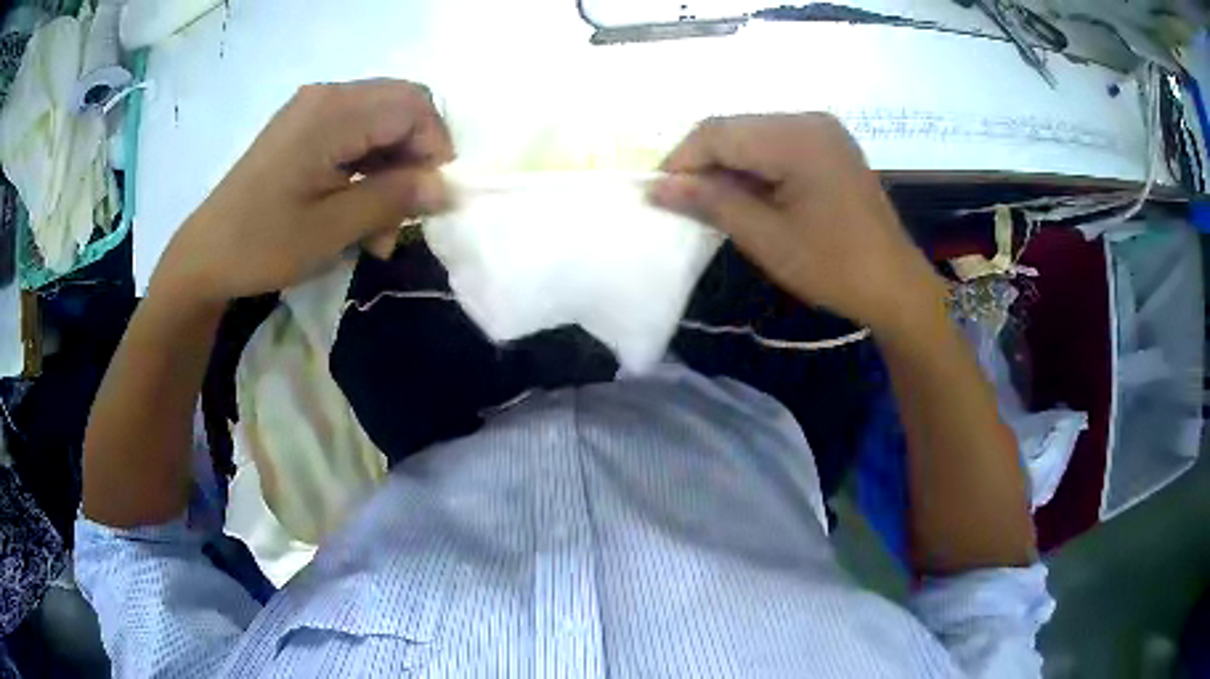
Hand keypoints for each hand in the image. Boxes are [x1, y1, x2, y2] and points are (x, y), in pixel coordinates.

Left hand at [151, 79, 454, 305]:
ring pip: (381, 122)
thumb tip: (446, 188)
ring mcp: (313, 109)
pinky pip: (355, 133)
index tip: (431, 200)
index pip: (414, 107)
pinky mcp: (303, 127)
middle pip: (401, 107)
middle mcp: (327, 96)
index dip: (435, 149)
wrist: (204, 256)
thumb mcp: (332, 229)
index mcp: (332, 113)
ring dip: (392, 169)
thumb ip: (394, 200)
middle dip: (415, 158)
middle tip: (407, 212)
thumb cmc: (261, 244)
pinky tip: (359, 209)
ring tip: (380, 229)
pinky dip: (368, 168)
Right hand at [651, 114, 943, 333]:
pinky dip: (754, 166)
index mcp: (796, 137)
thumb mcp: (767, 238)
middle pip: (735, 128)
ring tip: (714, 203)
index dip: (681, 159)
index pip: (717, 132)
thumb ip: (711, 203)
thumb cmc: (834, 267)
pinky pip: (776, 144)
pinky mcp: (830, 145)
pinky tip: (748, 195)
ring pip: (753, 134)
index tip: (659, 194)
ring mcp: (823, 130)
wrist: (895, 285)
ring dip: (727, 165)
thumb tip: (658, 187)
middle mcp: (808, 119)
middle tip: (684, 202)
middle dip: (703, 162)